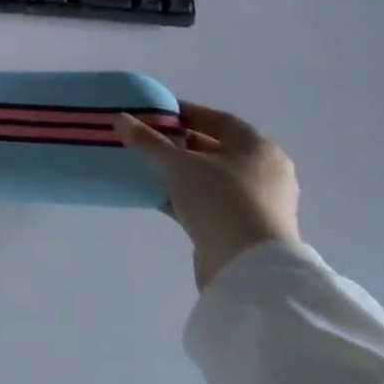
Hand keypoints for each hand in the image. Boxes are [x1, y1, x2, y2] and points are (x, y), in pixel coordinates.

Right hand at [113, 101, 299, 291]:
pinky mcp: (243, 230)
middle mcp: (264, 173)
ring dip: (180, 173)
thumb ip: (148, 141)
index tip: (154, 114)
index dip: (185, 114)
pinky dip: (184, 197)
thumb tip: (119, 118)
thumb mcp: (179, 166)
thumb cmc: (222, 202)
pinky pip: (209, 203)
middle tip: (146, 139)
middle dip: (179, 143)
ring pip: (210, 178)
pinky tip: (156, 196)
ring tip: (146, 167)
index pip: (218, 120)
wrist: (250, 270)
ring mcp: (256, 204)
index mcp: (258, 149)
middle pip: (214, 149)